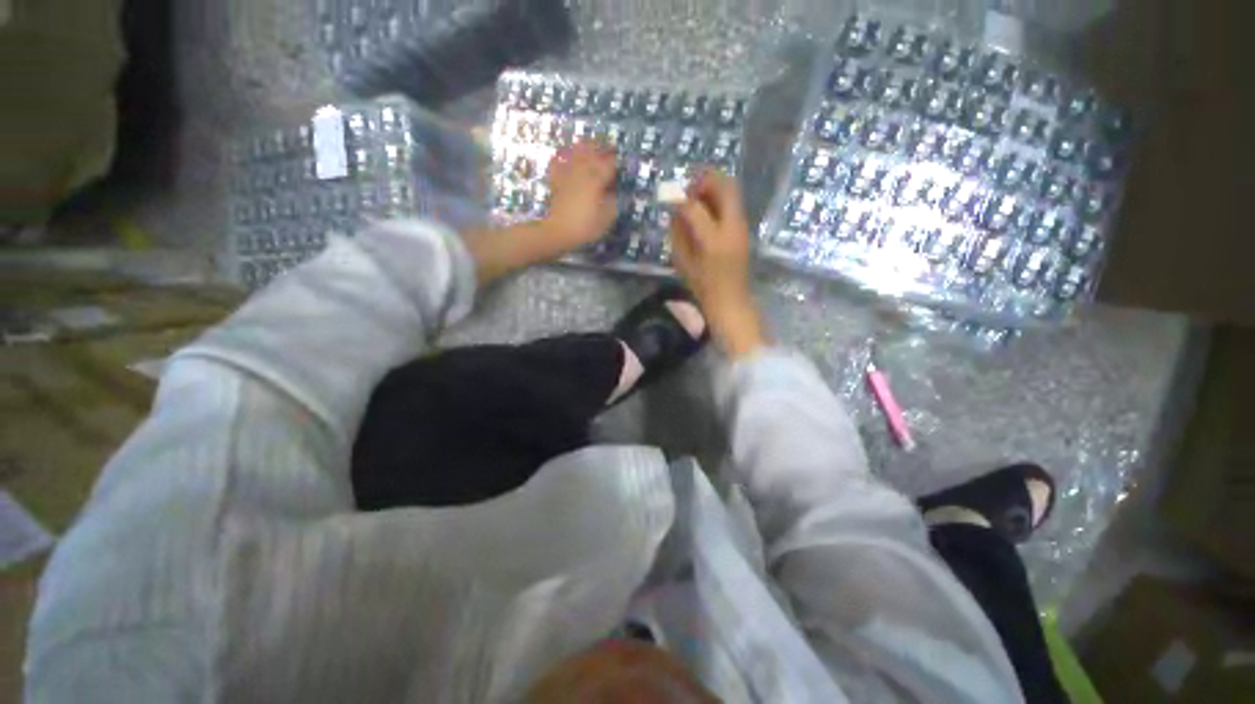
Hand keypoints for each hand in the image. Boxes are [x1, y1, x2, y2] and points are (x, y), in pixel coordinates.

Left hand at [541, 141, 618, 256]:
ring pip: (575, 153)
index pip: (609, 164)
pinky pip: (557, 163)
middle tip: (609, 146)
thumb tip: (616, 191)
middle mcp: (582, 172)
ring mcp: (567, 174)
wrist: (557, 232)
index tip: (623, 159)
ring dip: (584, 147)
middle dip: (602, 148)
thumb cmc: (585, 227)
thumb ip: (613, 202)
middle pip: (593, 153)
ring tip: (589, 144)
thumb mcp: (606, 218)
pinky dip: (561, 156)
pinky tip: (563, 154)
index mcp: (596, 180)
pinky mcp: (556, 180)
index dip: (617, 161)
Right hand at [670, 170, 765, 357]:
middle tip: (688, 190)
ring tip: (696, 198)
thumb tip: (675, 211)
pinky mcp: (744, 229)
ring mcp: (742, 226)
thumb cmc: (703, 287)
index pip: (694, 206)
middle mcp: (732, 226)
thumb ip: (678, 233)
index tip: (669, 197)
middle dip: (704, 180)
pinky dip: (718, 199)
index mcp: (713, 239)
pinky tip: (705, 212)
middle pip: (724, 185)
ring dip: (713, 188)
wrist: (731, 301)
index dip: (679, 199)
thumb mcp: (683, 262)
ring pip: (732, 190)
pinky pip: (733, 203)